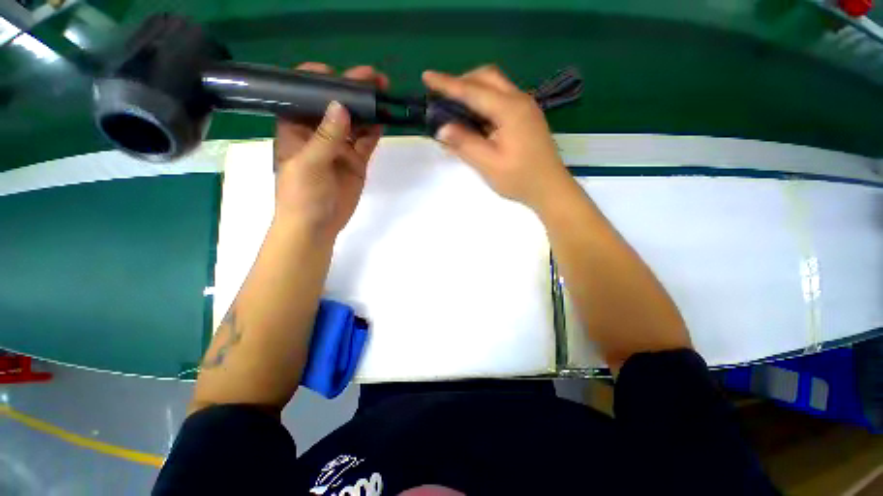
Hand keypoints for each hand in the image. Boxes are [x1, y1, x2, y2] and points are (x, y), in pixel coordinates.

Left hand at [274, 63, 388, 239]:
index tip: (335, 73)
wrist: (317, 226)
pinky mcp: (356, 161)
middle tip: (373, 78)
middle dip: (351, 90)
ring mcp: (340, 147)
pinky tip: (383, 120)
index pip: (303, 95)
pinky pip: (366, 142)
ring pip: (354, 122)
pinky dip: (374, 131)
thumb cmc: (301, 195)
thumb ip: (325, 136)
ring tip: (383, 94)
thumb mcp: (309, 164)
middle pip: (335, 105)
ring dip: (367, 108)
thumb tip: (341, 106)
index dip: (317, 80)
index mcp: (296, 128)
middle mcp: (318, 133)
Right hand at [422, 66, 573, 211]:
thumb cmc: (520, 179)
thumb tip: (442, 128)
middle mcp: (519, 101)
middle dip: (463, 82)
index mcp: (509, 109)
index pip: (472, 91)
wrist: (550, 189)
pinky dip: (484, 103)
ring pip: (496, 87)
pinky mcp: (526, 118)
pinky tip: (475, 120)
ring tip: (456, 108)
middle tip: (444, 97)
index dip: (447, 84)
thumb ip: (465, 144)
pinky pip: (501, 100)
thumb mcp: (489, 164)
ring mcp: (526, 108)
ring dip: (474, 91)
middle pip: (487, 78)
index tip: (426, 76)